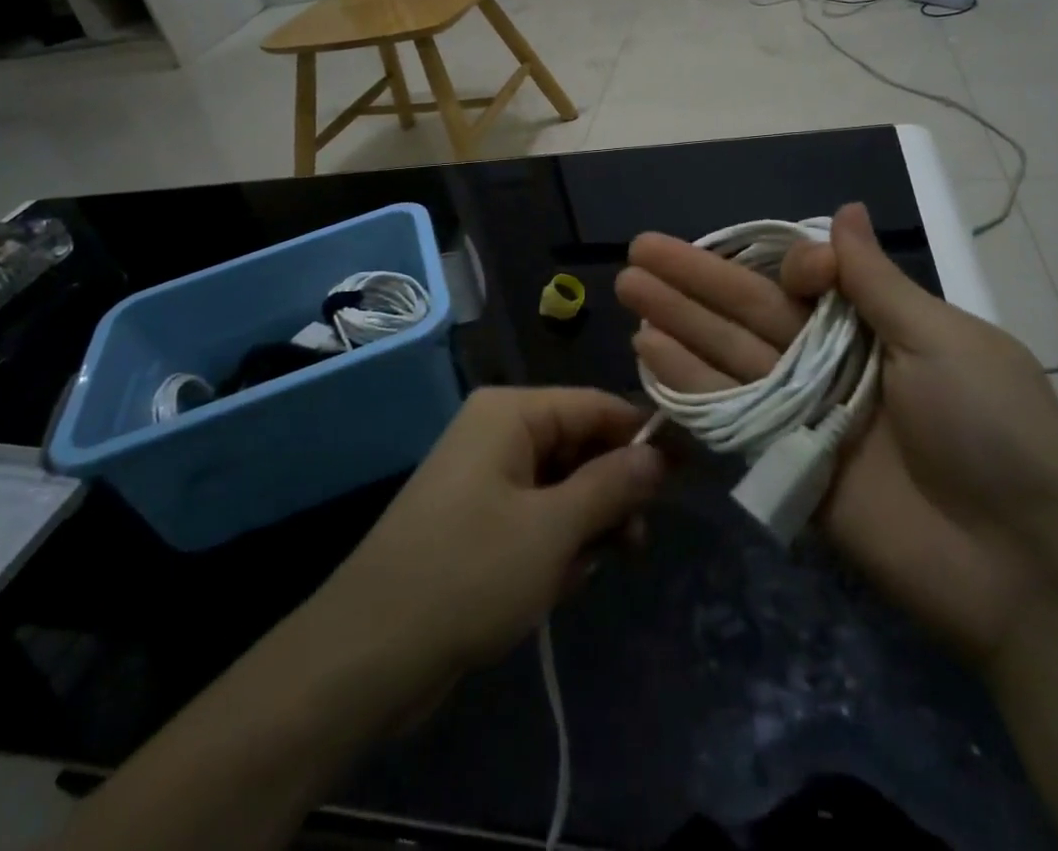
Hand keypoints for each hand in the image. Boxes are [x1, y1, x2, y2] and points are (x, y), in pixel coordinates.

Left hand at [321, 387, 665, 682]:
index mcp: (510, 413)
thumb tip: (659, 454)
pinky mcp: (478, 520)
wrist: (369, 653)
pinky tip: (560, 583)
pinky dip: (556, 544)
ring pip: (562, 485)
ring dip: (586, 524)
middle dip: (611, 490)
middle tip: (638, 539)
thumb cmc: (469, 573)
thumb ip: (612, 484)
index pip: (594, 404)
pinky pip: (537, 515)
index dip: (641, 435)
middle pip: (579, 444)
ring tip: (595, 567)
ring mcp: (486, 477)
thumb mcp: (553, 529)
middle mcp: (497, 432)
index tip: (687, 472)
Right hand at [616, 202, 1057, 664]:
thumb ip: (877, 281)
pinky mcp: (784, 460)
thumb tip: (846, 209)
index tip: (799, 272)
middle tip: (639, 249)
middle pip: (751, 310)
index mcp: (877, 326)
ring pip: (730, 354)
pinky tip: (647, 350)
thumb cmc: (992, 433)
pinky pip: (730, 412)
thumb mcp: (946, 342)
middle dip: (695, 279)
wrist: (1020, 568)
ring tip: (629, 288)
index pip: (809, 281)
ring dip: (679, 320)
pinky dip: (688, 382)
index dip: (790, 266)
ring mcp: (804, 411)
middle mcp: (832, 361)